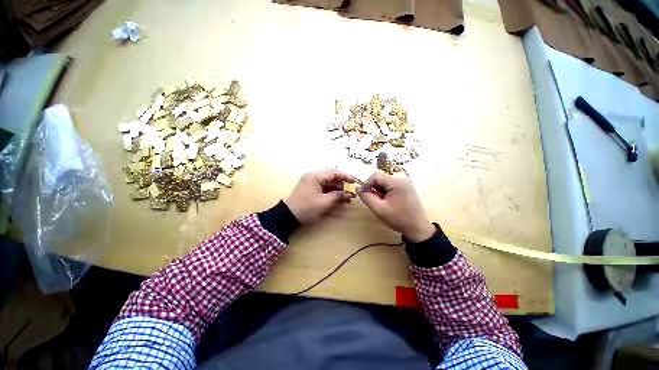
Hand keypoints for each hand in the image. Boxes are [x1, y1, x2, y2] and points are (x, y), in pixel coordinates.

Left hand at [285, 170, 357, 224]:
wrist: (288, 217)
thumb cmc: (307, 208)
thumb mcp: (324, 202)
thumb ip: (338, 196)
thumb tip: (349, 194)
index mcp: (315, 176)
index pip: (334, 173)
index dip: (346, 176)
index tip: (355, 181)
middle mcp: (313, 177)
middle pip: (332, 179)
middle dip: (342, 187)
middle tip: (351, 195)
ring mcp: (311, 183)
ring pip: (329, 185)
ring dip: (337, 191)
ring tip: (347, 200)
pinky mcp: (311, 190)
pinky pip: (324, 189)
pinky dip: (331, 194)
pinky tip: (339, 201)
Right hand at [358, 173, 434, 242]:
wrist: (417, 229)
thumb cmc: (398, 219)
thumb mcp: (379, 209)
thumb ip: (366, 197)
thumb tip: (357, 188)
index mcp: (397, 182)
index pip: (376, 176)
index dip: (367, 184)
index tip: (364, 195)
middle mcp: (402, 179)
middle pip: (381, 179)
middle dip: (374, 189)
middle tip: (374, 201)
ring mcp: (405, 183)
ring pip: (385, 183)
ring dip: (379, 191)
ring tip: (381, 203)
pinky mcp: (406, 188)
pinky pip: (391, 186)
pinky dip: (385, 192)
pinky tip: (387, 202)